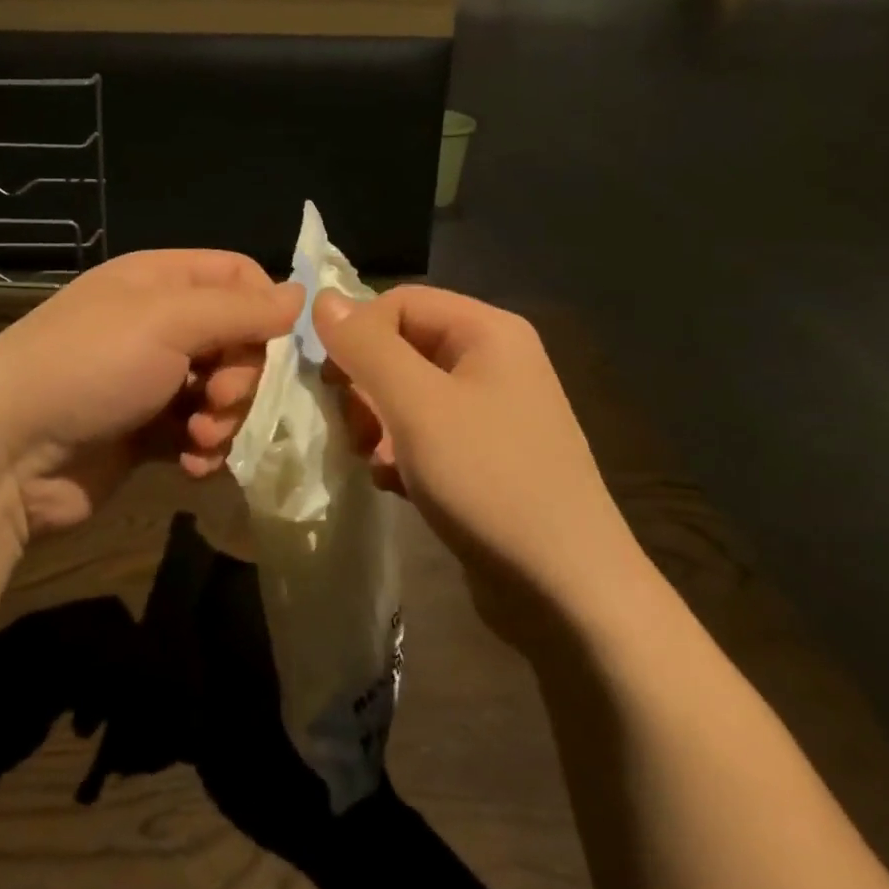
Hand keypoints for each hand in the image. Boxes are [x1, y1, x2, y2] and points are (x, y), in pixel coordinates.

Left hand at [0, 251, 301, 541]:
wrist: (6, 454)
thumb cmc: (88, 367)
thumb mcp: (167, 321)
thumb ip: (240, 309)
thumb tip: (301, 295)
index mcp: (160, 281)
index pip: (239, 276)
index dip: (265, 308)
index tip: (274, 345)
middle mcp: (159, 325)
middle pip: (239, 339)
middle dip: (243, 374)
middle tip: (220, 397)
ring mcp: (152, 381)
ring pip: (224, 391)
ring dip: (226, 416)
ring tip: (201, 436)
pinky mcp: (147, 433)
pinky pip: (200, 433)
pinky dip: (204, 449)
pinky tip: (191, 464)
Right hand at [313, 287, 642, 642]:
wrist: (566, 590)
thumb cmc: (489, 480)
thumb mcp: (417, 406)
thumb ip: (366, 347)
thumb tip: (322, 299)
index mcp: (488, 331)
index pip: (400, 302)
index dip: (356, 333)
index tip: (329, 382)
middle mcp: (494, 361)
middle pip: (403, 346)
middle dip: (365, 384)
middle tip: (350, 427)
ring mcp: (492, 412)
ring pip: (408, 394)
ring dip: (376, 422)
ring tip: (368, 458)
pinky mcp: (485, 457)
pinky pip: (426, 433)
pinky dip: (400, 452)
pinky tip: (392, 482)